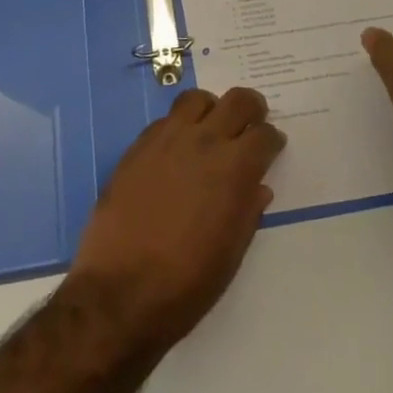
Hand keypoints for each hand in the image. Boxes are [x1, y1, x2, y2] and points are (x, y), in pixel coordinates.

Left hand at [66, 88, 285, 356]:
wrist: (120, 293)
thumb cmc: (187, 284)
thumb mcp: (231, 255)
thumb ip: (247, 212)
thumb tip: (257, 187)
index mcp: (234, 169)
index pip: (264, 135)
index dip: (272, 140)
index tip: (271, 147)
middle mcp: (204, 142)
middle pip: (237, 101)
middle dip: (251, 108)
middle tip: (250, 123)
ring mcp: (167, 139)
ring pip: (197, 99)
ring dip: (211, 109)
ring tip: (210, 129)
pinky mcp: (138, 146)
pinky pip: (164, 120)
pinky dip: (178, 126)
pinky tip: (176, 150)